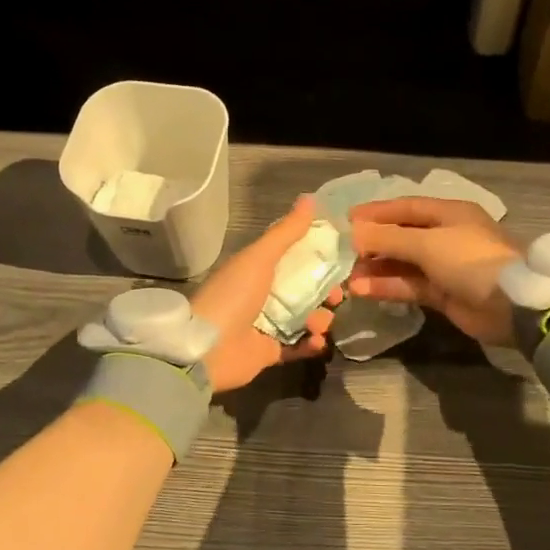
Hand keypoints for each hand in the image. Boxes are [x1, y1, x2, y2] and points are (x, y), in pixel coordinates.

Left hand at [191, 195, 338, 392]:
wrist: (208, 350)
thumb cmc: (233, 297)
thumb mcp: (259, 258)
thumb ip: (285, 232)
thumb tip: (310, 198)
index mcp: (256, 270)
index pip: (293, 258)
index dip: (318, 257)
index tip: (341, 257)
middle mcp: (262, 295)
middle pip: (304, 290)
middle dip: (325, 291)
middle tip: (336, 296)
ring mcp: (266, 325)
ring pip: (305, 318)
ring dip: (319, 319)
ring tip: (319, 324)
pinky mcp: (270, 352)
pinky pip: (298, 346)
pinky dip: (312, 344)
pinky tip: (319, 341)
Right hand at [348, 197, 521, 344]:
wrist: (510, 306)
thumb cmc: (469, 260)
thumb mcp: (427, 243)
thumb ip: (388, 238)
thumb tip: (353, 233)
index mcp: (449, 213)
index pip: (406, 207)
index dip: (376, 212)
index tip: (347, 220)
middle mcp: (446, 236)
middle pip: (402, 235)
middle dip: (373, 243)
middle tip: (343, 252)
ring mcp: (444, 267)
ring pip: (403, 264)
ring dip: (376, 269)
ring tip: (348, 276)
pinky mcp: (442, 294)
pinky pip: (409, 286)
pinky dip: (387, 287)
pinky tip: (362, 290)